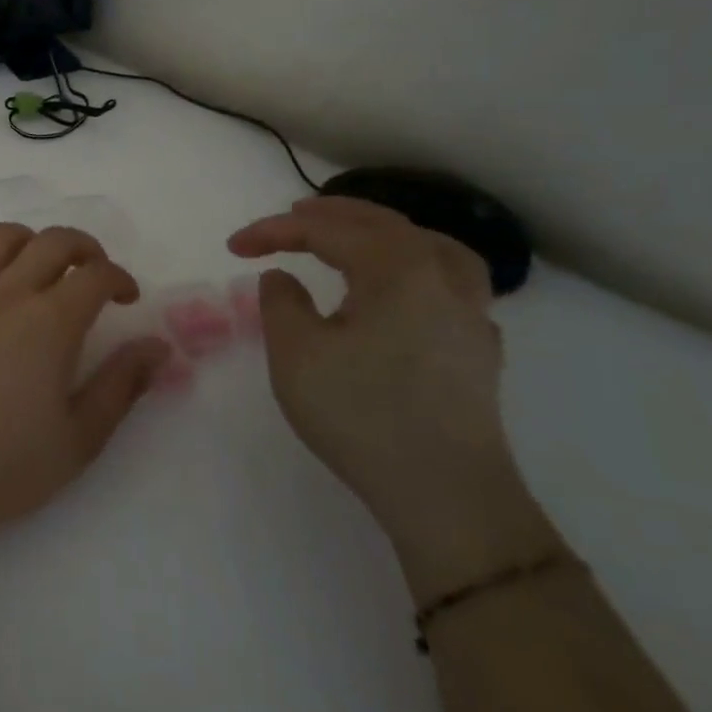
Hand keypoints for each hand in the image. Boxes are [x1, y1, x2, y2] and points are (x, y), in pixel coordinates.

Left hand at [0, 223, 170, 548]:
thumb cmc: (4, 465)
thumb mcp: (80, 438)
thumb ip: (122, 385)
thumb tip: (157, 346)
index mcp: (50, 322)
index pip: (95, 274)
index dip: (120, 278)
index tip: (127, 299)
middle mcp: (6, 293)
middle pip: (52, 241)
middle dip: (84, 247)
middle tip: (93, 274)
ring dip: (29, 241)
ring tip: (39, 268)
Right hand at [229, 196, 555, 598]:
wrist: (447, 495)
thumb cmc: (362, 414)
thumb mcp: (296, 354)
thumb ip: (281, 303)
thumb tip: (284, 277)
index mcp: (396, 269)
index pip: (326, 230)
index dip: (275, 230)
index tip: (235, 245)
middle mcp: (440, 277)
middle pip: (383, 224)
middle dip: (330, 216)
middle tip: (290, 216)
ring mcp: (469, 313)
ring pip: (429, 245)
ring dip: (384, 232)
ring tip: (356, 235)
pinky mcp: (477, 348)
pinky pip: (450, 281)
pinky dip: (417, 265)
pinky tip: (404, 289)